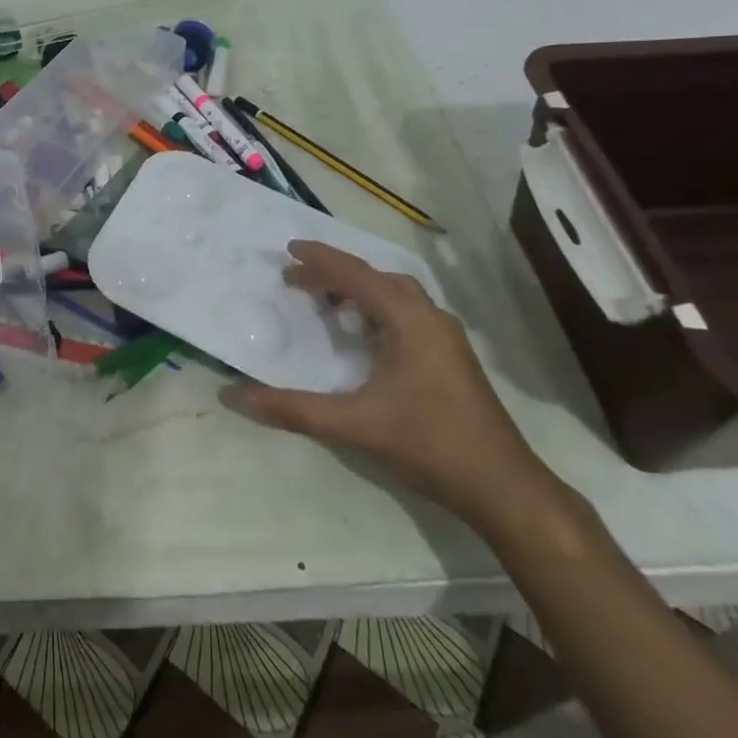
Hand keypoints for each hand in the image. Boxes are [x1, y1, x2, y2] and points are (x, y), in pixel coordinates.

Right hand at [219, 240, 559, 532]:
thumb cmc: (430, 444)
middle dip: (335, 273)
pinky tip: (364, 334)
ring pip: (396, 295)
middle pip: (377, 278)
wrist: (503, 487)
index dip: (320, 259)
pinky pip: (407, 313)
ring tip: (325, 300)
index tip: (288, 250)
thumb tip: (234, 396)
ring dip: (358, 289)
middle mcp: (430, 318)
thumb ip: (294, 409)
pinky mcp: (451, 357)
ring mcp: (446, 338)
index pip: (357, 275)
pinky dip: (377, 308)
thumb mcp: (356, 425)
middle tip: (297, 279)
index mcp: (409, 321)